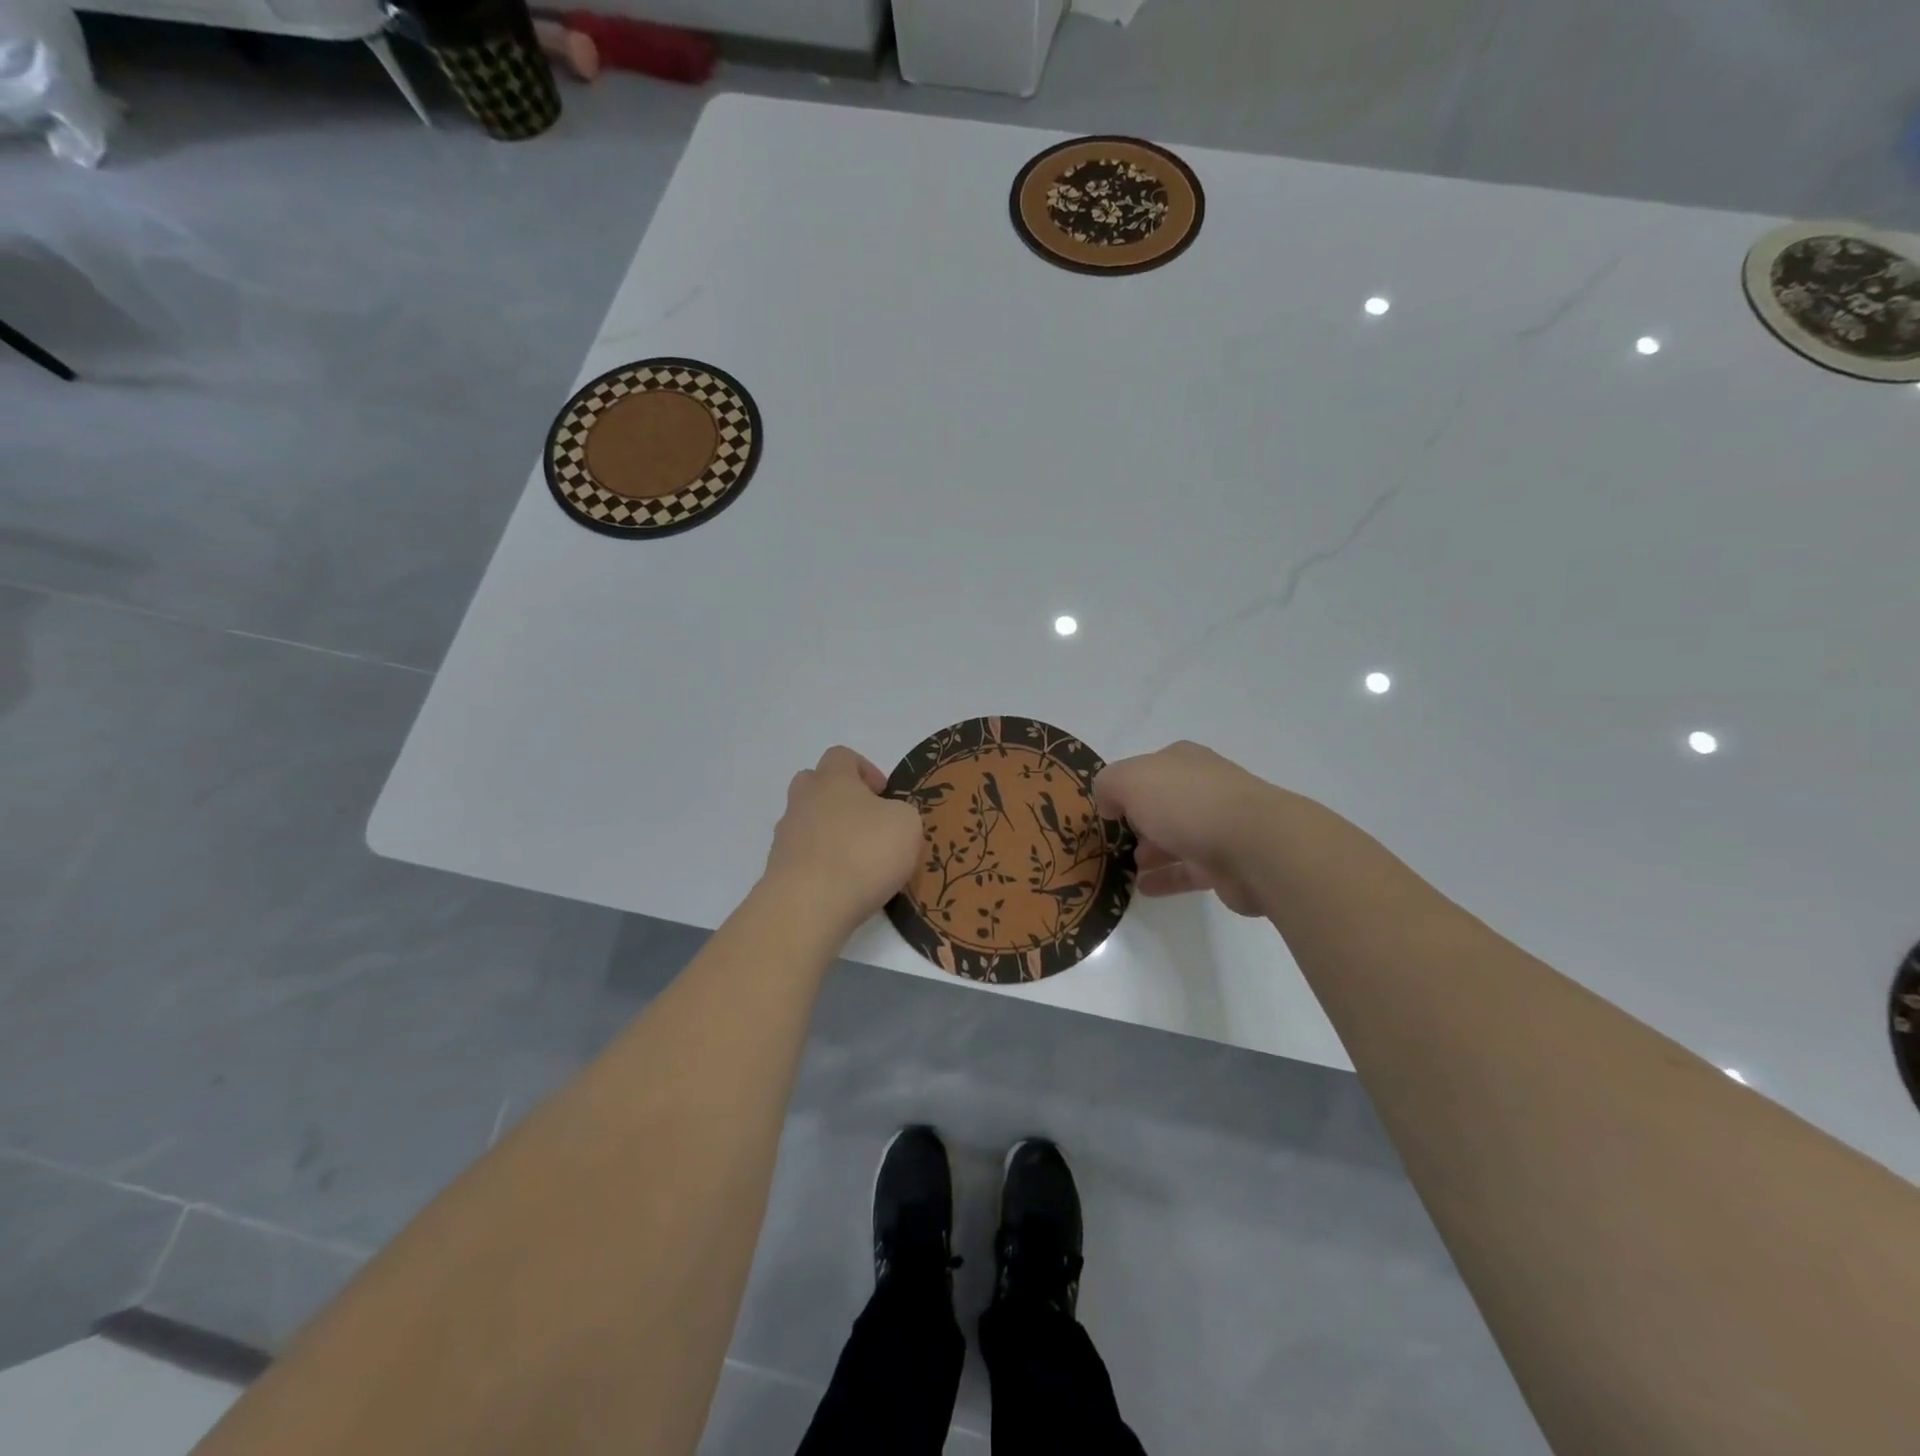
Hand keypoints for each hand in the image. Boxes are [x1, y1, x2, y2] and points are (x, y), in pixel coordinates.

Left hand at [763, 747, 922, 934]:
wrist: (808, 906)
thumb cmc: (863, 852)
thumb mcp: (906, 824)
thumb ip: (900, 813)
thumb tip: (888, 819)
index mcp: (833, 779)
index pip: (841, 756)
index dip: (864, 769)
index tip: (883, 794)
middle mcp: (803, 801)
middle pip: (814, 784)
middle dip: (839, 798)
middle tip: (866, 822)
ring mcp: (785, 837)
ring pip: (806, 823)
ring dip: (829, 835)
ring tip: (858, 863)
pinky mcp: (777, 871)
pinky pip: (802, 858)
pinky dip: (820, 867)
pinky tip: (842, 889)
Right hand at [1093, 741, 1284, 917]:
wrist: (1256, 847)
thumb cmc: (1188, 804)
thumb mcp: (1131, 781)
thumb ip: (1108, 786)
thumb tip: (1109, 804)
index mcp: (1183, 761)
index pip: (1147, 769)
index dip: (1125, 787)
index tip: (1106, 811)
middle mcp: (1203, 787)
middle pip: (1162, 803)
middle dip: (1138, 821)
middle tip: (1114, 842)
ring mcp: (1219, 825)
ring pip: (1176, 837)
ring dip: (1151, 851)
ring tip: (1126, 868)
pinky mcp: (1227, 863)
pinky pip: (1188, 870)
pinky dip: (1166, 878)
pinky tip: (1144, 889)